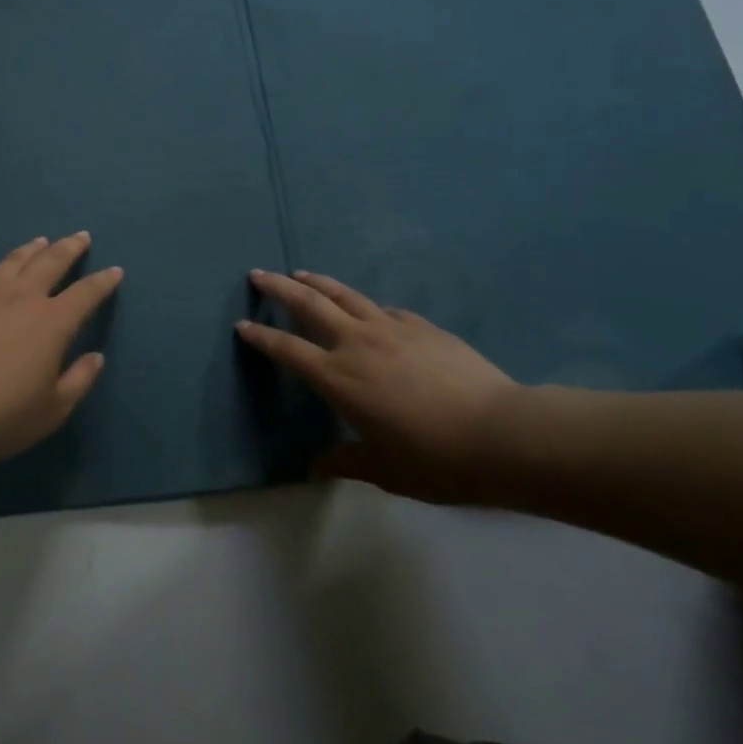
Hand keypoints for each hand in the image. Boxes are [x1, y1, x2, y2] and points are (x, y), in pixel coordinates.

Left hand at [0, 233, 123, 463]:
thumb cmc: (2, 415)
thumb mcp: (53, 410)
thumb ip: (78, 380)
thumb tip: (95, 357)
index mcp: (51, 322)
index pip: (85, 293)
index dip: (102, 282)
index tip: (115, 271)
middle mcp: (19, 298)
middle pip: (49, 262)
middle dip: (69, 248)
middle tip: (80, 236)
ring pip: (11, 263)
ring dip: (29, 251)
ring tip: (39, 242)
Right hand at [237, 269, 525, 504]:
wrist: (500, 434)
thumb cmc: (434, 459)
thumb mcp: (384, 470)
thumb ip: (346, 462)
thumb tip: (315, 467)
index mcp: (338, 378)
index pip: (287, 349)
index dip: (261, 337)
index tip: (242, 325)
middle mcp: (356, 343)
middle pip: (308, 304)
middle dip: (279, 287)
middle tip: (259, 274)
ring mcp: (390, 328)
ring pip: (344, 294)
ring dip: (318, 282)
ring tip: (301, 273)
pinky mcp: (421, 326)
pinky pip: (384, 309)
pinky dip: (366, 305)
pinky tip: (369, 310)